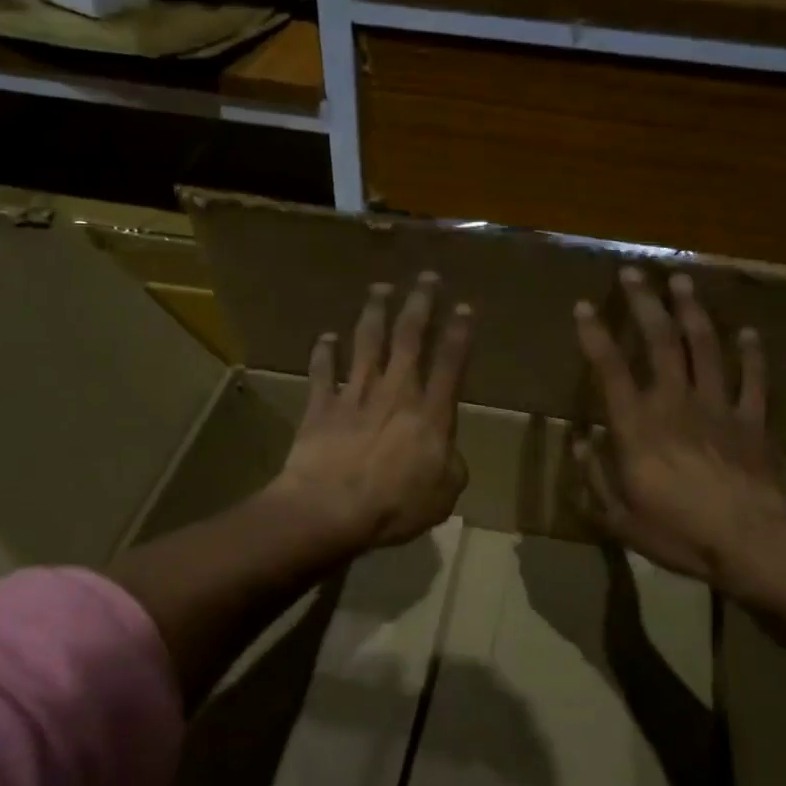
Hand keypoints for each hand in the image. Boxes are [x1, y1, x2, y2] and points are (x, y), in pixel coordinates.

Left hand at [272, 273, 472, 553]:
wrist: (330, 508)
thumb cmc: (394, 507)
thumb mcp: (443, 496)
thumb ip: (451, 468)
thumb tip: (447, 454)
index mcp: (430, 413)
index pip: (450, 363)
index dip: (459, 333)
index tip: (464, 306)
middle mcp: (395, 392)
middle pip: (409, 338)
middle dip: (420, 304)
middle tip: (426, 277)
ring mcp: (355, 395)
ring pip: (367, 343)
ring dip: (374, 313)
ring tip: (380, 288)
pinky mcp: (322, 406)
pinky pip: (323, 371)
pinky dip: (324, 352)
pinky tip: (326, 337)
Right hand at [573, 267, 785, 614]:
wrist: (750, 544)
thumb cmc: (678, 533)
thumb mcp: (620, 517)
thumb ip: (594, 476)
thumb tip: (580, 441)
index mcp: (638, 427)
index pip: (610, 370)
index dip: (595, 335)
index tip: (583, 306)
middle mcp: (676, 403)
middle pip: (660, 342)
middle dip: (644, 303)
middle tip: (633, 273)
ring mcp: (719, 407)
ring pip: (705, 347)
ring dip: (692, 311)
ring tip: (682, 281)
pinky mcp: (753, 420)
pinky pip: (753, 379)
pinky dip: (751, 354)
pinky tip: (748, 332)